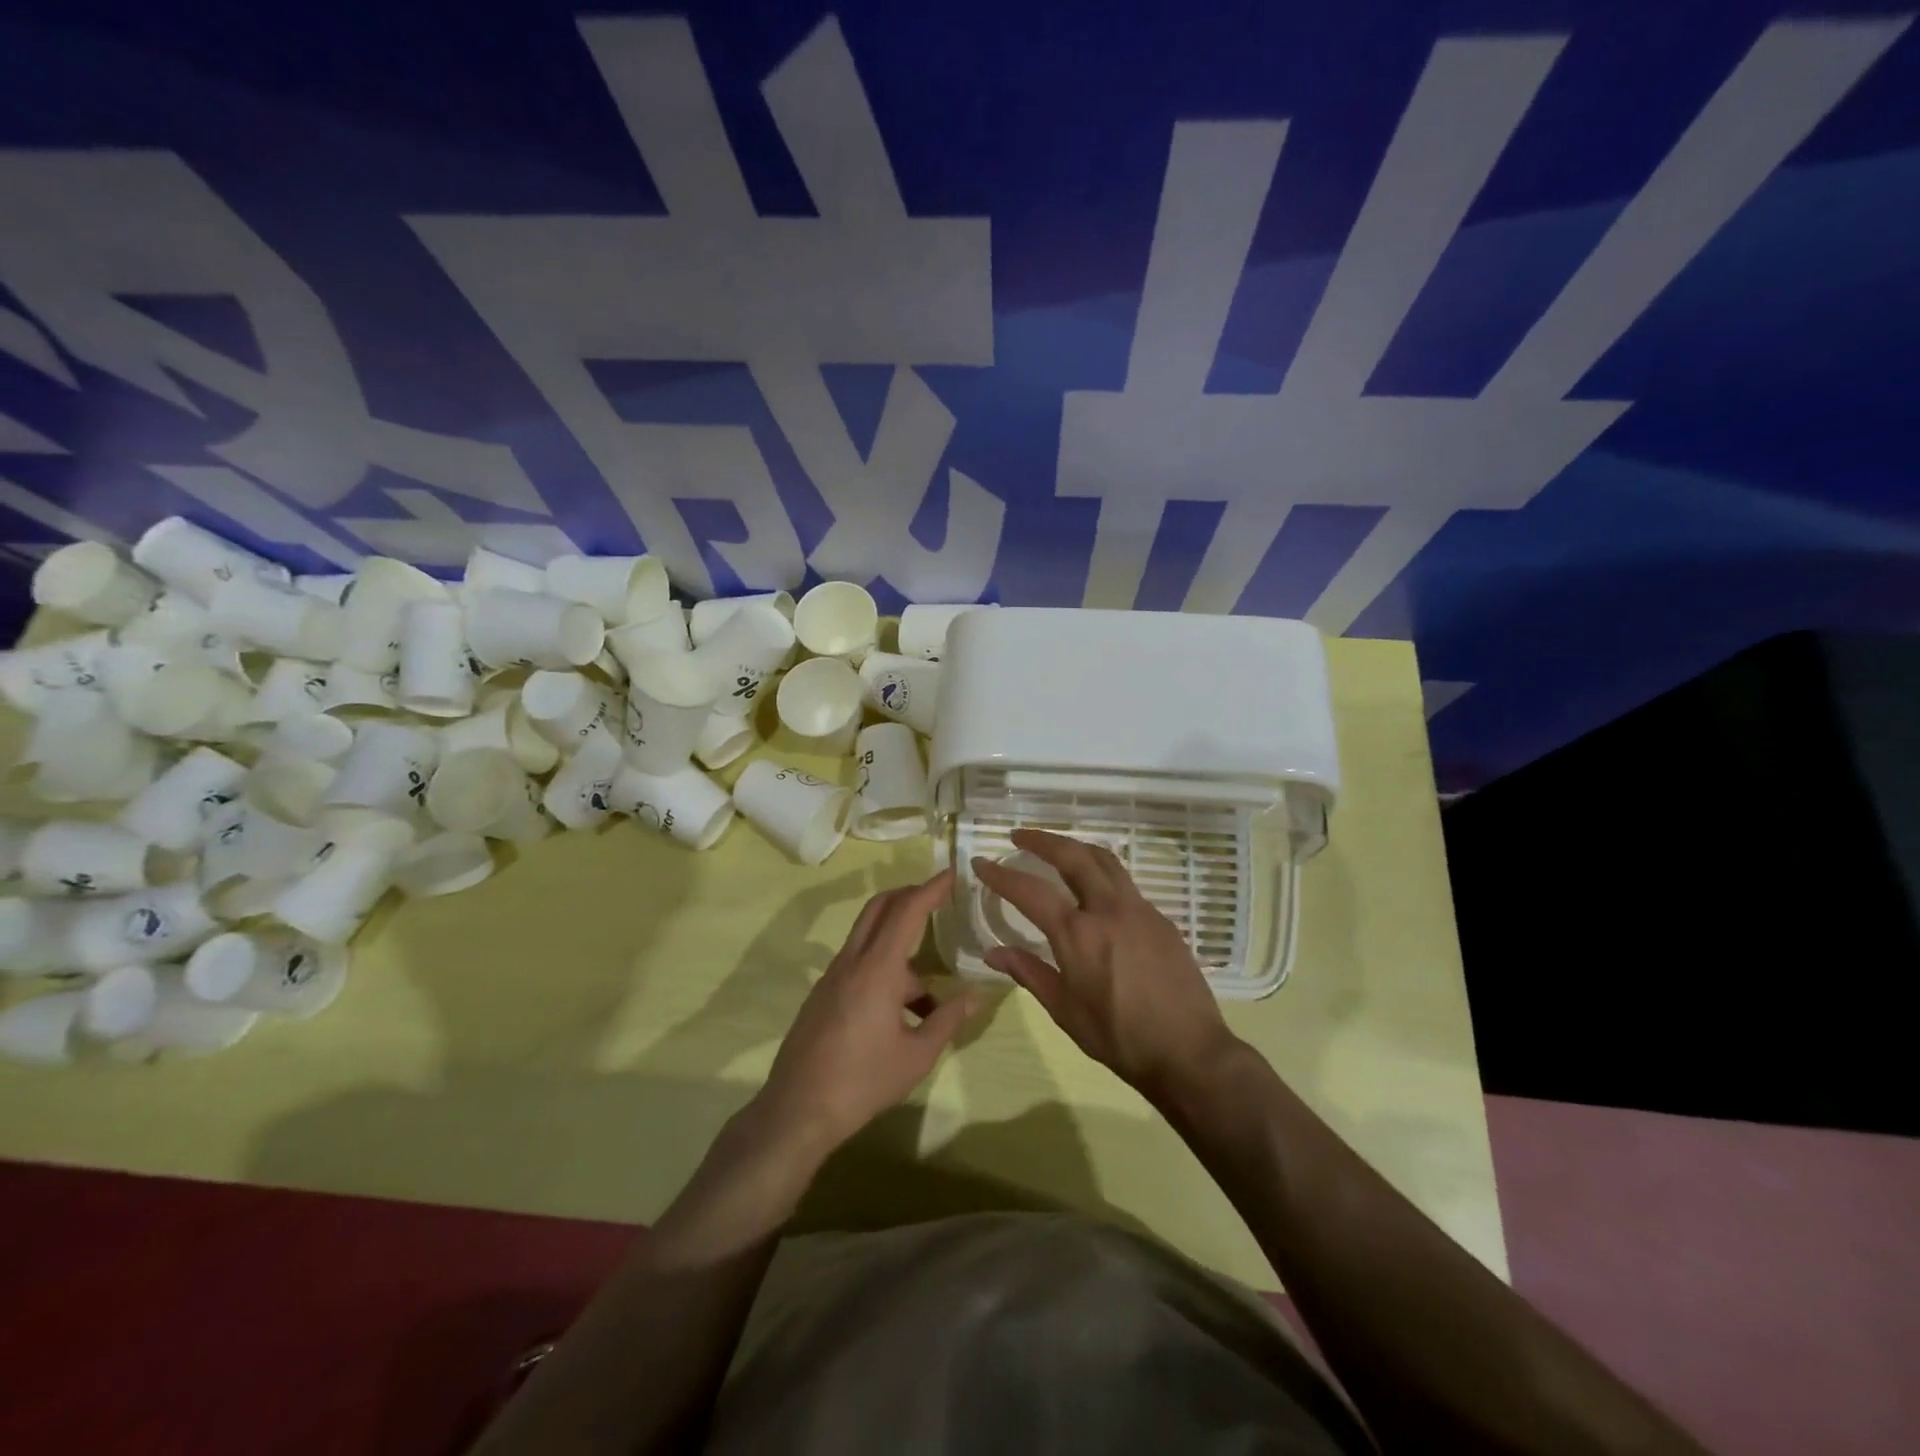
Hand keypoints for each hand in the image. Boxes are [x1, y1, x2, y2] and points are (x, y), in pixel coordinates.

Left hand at [752, 868, 976, 1158]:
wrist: (797, 1110)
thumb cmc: (863, 1081)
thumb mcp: (917, 1055)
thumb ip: (948, 1019)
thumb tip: (977, 996)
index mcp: (878, 969)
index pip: (907, 911)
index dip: (930, 888)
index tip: (950, 873)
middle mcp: (852, 961)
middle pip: (879, 908)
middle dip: (909, 896)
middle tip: (938, 899)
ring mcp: (832, 976)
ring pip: (870, 940)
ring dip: (901, 949)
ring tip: (930, 996)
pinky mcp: (822, 994)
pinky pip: (858, 964)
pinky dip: (884, 970)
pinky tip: (900, 1013)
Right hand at [972, 830, 1236, 1097]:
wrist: (1188, 1052)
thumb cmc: (1118, 1038)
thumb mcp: (1065, 1011)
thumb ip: (1029, 973)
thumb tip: (993, 952)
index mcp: (1078, 934)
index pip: (1031, 891)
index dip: (1001, 875)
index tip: (981, 862)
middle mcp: (1108, 910)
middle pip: (1073, 856)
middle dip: (1043, 840)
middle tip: (1020, 836)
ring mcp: (1139, 910)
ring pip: (1105, 860)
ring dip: (1076, 847)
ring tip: (1057, 848)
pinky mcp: (1161, 919)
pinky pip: (1125, 884)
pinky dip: (1102, 873)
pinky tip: (1095, 891)